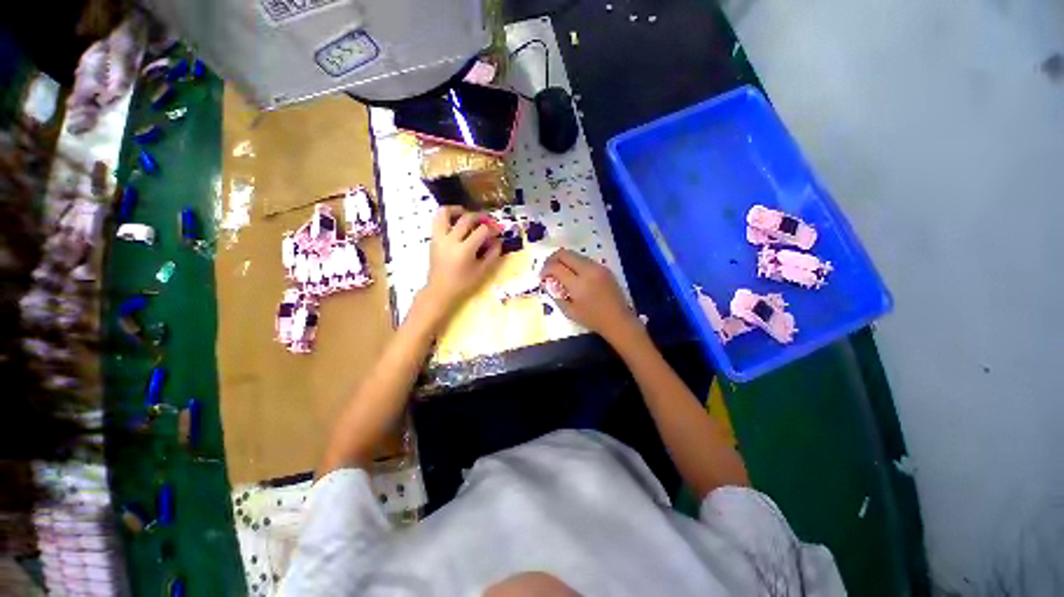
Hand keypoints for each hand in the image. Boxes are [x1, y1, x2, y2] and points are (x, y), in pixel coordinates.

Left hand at [422, 206, 502, 313]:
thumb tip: (498, 241)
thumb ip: (492, 255)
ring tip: (466, 214)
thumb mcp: (482, 271)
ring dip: (457, 210)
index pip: (481, 231)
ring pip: (444, 213)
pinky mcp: (433, 239)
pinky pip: (438, 221)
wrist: (440, 291)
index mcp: (464, 250)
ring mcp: (439, 238)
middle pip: (466, 219)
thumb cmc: (463, 284)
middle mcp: (450, 240)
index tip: (499, 229)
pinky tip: (457, 224)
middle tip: (488, 220)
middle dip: (480, 217)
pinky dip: (448, 217)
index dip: (492, 228)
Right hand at [540, 249, 640, 342]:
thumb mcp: (569, 311)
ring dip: (564, 261)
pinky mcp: (604, 267)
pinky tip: (574, 275)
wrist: (618, 320)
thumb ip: (556, 294)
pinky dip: (574, 263)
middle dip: (552, 259)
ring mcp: (597, 267)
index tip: (542, 277)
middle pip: (564, 253)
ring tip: (560, 273)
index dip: (545, 270)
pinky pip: (584, 259)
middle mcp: (588, 270)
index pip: (555, 266)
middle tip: (547, 270)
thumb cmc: (592, 319)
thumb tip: (547, 282)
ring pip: (574, 254)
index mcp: (578, 284)